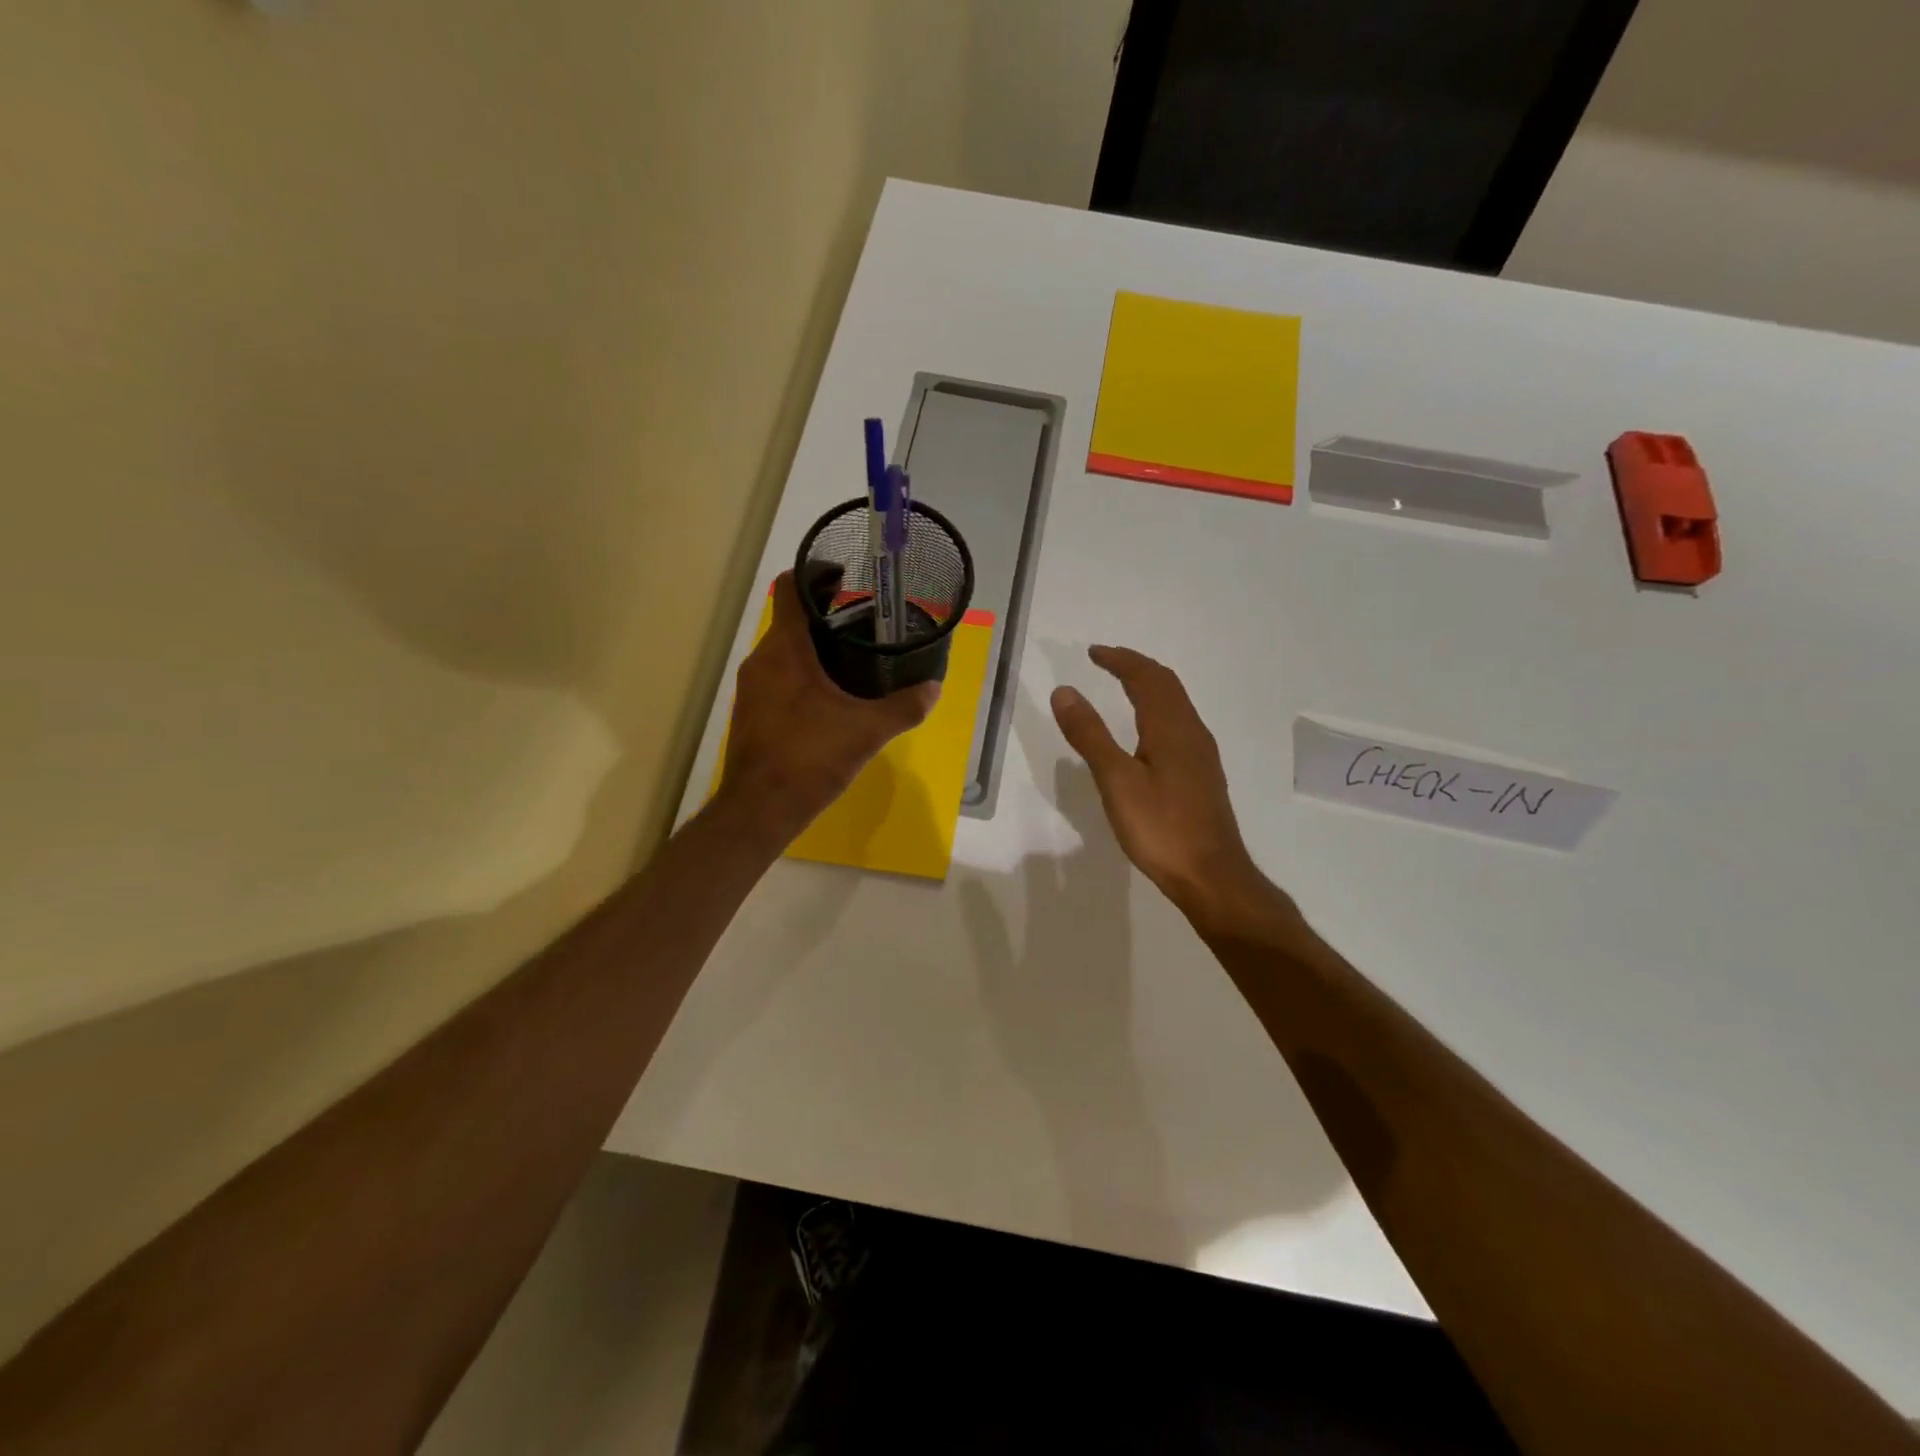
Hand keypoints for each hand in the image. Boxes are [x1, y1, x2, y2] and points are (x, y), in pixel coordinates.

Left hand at [719, 570, 938, 842]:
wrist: (759, 809)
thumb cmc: (809, 758)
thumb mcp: (866, 731)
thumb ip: (904, 707)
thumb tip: (933, 687)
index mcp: (785, 650)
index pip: (791, 589)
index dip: (816, 573)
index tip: (846, 575)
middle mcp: (762, 659)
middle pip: (789, 618)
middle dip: (824, 612)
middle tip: (865, 618)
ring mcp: (752, 687)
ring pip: (783, 649)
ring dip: (813, 644)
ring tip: (853, 655)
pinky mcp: (752, 711)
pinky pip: (778, 675)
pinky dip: (802, 671)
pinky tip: (831, 694)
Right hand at [1051, 646, 1269, 928]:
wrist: (1212, 875)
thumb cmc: (1161, 828)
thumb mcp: (1116, 781)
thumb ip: (1090, 735)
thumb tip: (1064, 691)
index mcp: (1171, 728)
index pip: (1146, 677)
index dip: (1119, 660)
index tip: (1093, 652)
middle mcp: (1191, 732)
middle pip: (1166, 685)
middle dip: (1135, 667)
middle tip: (1105, 661)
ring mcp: (1201, 754)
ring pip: (1176, 704)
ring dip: (1149, 687)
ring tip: (1122, 686)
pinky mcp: (1202, 774)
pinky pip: (1178, 724)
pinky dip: (1156, 710)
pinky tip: (1146, 733)